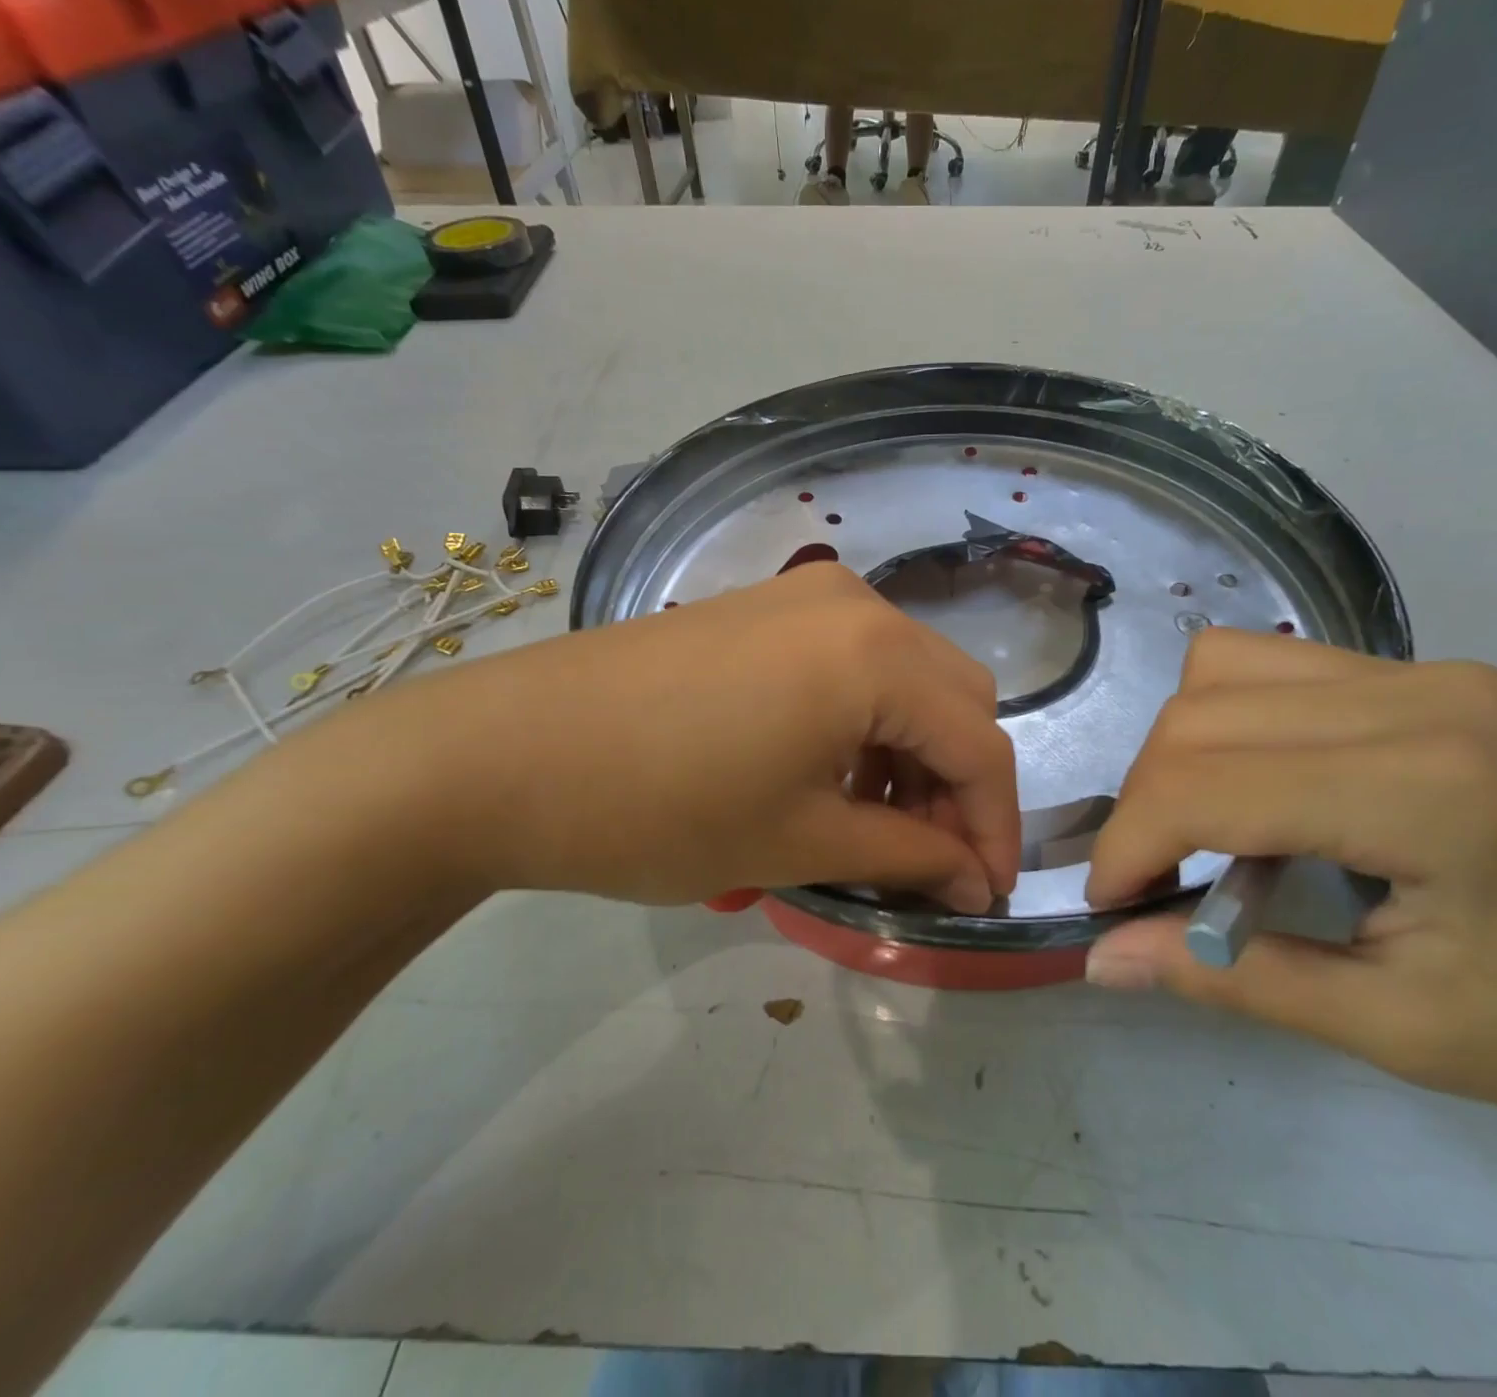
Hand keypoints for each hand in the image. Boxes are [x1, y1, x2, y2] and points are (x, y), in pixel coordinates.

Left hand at [365, 562, 1018, 912]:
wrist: (500, 753)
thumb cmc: (658, 808)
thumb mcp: (799, 841)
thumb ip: (910, 857)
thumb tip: (974, 882)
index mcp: (877, 655)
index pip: (980, 747)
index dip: (995, 830)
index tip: (985, 899)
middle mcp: (857, 604)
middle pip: (956, 700)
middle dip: (959, 786)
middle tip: (928, 861)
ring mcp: (807, 596)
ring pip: (909, 679)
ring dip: (914, 754)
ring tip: (876, 825)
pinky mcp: (766, 608)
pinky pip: (855, 662)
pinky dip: (868, 722)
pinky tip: (831, 773)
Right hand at [1083, 629, 1496, 1177]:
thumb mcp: (1401, 1031)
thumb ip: (1233, 979)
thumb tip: (1103, 958)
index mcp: (1423, 787)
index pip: (1206, 783)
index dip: (1130, 843)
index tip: (1110, 906)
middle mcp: (1417, 696)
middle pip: (1200, 712)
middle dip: (1146, 799)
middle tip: (1157, 880)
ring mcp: (1430, 672)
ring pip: (1226, 667)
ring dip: (1183, 751)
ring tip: (1209, 830)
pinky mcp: (1436, 676)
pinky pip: (1280, 669)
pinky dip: (1234, 725)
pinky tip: (1269, 793)